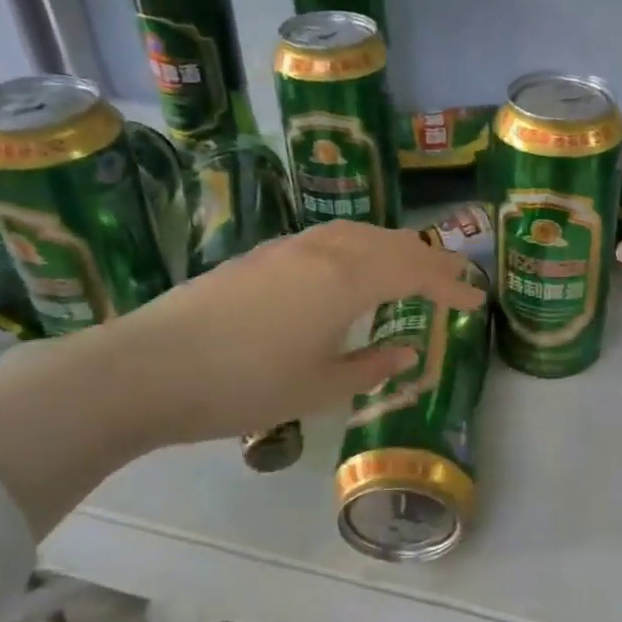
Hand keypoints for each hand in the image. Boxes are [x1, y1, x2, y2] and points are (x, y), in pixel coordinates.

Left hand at [115, 220, 486, 445]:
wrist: (146, 369)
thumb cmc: (243, 386)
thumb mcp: (318, 388)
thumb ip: (371, 366)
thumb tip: (407, 350)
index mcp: (347, 280)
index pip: (416, 272)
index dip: (451, 285)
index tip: (475, 301)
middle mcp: (323, 251)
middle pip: (391, 242)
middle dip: (428, 259)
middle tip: (452, 278)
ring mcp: (287, 248)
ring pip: (357, 233)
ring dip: (392, 247)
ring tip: (407, 267)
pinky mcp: (259, 256)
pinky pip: (327, 239)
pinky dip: (357, 248)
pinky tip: (348, 269)